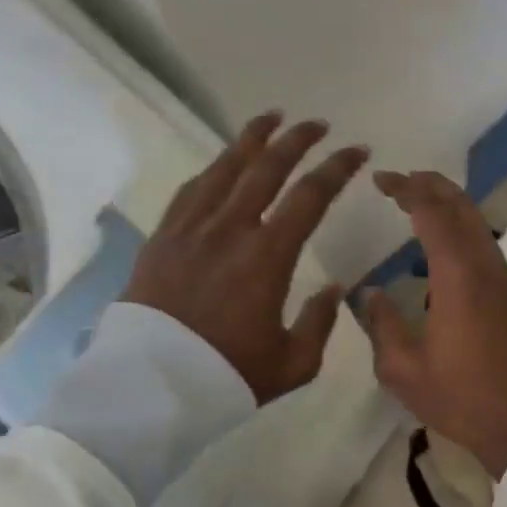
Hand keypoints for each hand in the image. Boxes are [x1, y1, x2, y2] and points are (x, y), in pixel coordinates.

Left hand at [124, 113, 367, 403]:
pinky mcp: (162, 239)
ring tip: (270, 118)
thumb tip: (334, 289)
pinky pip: (190, 191)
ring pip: (224, 168)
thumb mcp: (293, 363)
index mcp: (267, 256)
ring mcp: (191, 230)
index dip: (338, 168)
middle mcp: (230, 230)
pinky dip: (212, 170)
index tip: (357, 150)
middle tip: (318, 124)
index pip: (311, 196)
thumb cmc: (227, 376)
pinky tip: (222, 164)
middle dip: (297, 140)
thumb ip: (321, 322)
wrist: (150, 388)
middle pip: (266, 168)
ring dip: (251, 139)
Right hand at [361, 170, 506, 476]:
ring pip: (479, 225)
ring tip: (418, 207)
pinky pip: (486, 247)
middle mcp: (487, 267)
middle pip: (463, 207)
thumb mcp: (404, 370)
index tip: (381, 179)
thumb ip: (382, 325)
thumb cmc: (461, 398)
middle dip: (431, 185)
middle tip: (400, 180)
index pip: (433, 212)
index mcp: (458, 277)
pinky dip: (463, 232)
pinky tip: (442, 253)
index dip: (407, 189)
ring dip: (450, 207)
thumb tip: (369, 294)